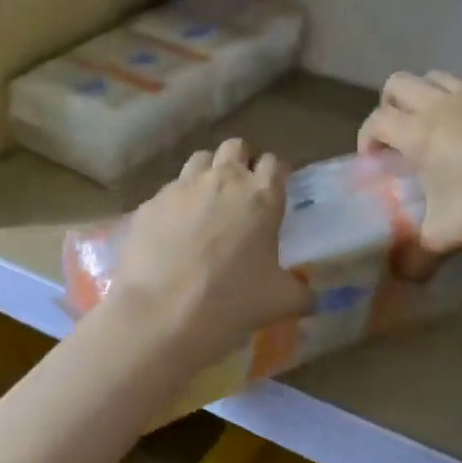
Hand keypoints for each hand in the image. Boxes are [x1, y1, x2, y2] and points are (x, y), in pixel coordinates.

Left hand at [107, 138, 308, 362]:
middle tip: (239, 194)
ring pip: (198, 160)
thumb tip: (312, 299)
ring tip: (205, 205)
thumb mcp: (280, 302)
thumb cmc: (231, 303)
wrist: (161, 314)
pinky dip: (174, 204)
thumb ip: (301, 294)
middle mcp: (222, 180)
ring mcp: (181, 188)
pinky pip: (167, 192)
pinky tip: (171, 232)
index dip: (274, 175)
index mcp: (261, 197)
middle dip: (240, 162)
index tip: (272, 192)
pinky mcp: (149, 204)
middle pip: (235, 148)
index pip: (274, 164)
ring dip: (206, 174)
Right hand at [358, 71, 461, 266]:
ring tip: (438, 133)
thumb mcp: (445, 238)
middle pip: (400, 83)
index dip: (366, 138)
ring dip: (427, 98)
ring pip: (438, 77)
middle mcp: (445, 105)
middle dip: (390, 107)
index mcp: (420, 133)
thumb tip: (403, 274)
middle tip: (399, 140)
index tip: (375, 163)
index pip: (377, 120)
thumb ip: (416, 255)